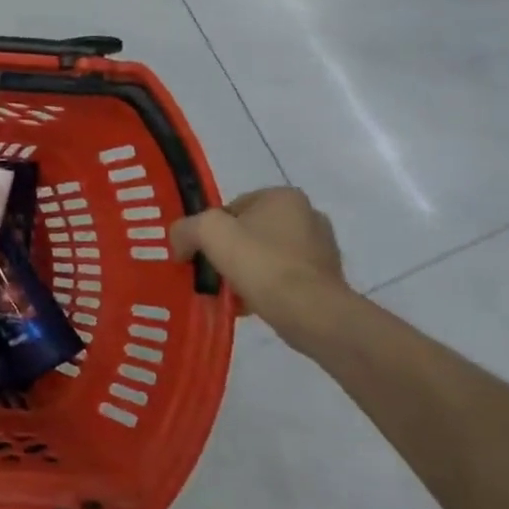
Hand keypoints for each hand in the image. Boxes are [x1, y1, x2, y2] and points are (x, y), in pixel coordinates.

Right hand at [170, 187, 349, 321]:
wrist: (310, 312)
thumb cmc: (260, 262)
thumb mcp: (208, 232)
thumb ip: (185, 229)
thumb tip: (180, 244)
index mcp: (284, 196)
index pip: (233, 206)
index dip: (212, 229)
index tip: (203, 252)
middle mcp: (308, 215)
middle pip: (250, 232)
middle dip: (230, 251)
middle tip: (213, 271)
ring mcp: (322, 248)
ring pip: (266, 256)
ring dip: (247, 271)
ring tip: (231, 292)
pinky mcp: (328, 279)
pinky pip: (284, 278)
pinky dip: (266, 288)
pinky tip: (252, 303)